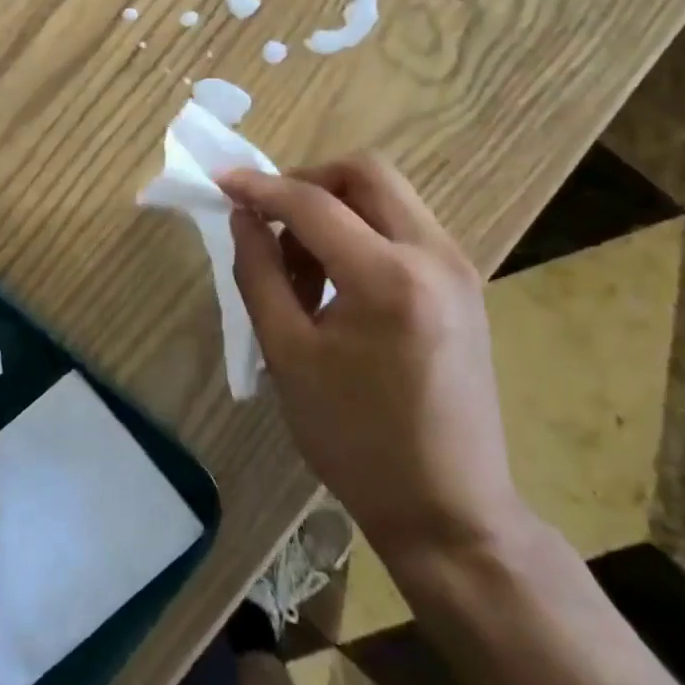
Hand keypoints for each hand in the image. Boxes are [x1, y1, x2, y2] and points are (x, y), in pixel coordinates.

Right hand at [218, 157, 527, 566]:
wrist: (450, 511)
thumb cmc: (356, 440)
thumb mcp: (288, 355)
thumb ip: (259, 272)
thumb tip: (243, 216)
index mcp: (388, 278)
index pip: (313, 202)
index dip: (261, 186)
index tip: (221, 180)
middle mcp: (434, 255)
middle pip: (365, 172)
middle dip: (308, 181)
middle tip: (270, 217)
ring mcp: (458, 267)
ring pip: (387, 195)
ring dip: (335, 208)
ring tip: (301, 267)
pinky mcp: (464, 284)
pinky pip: (404, 226)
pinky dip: (362, 230)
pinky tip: (337, 281)